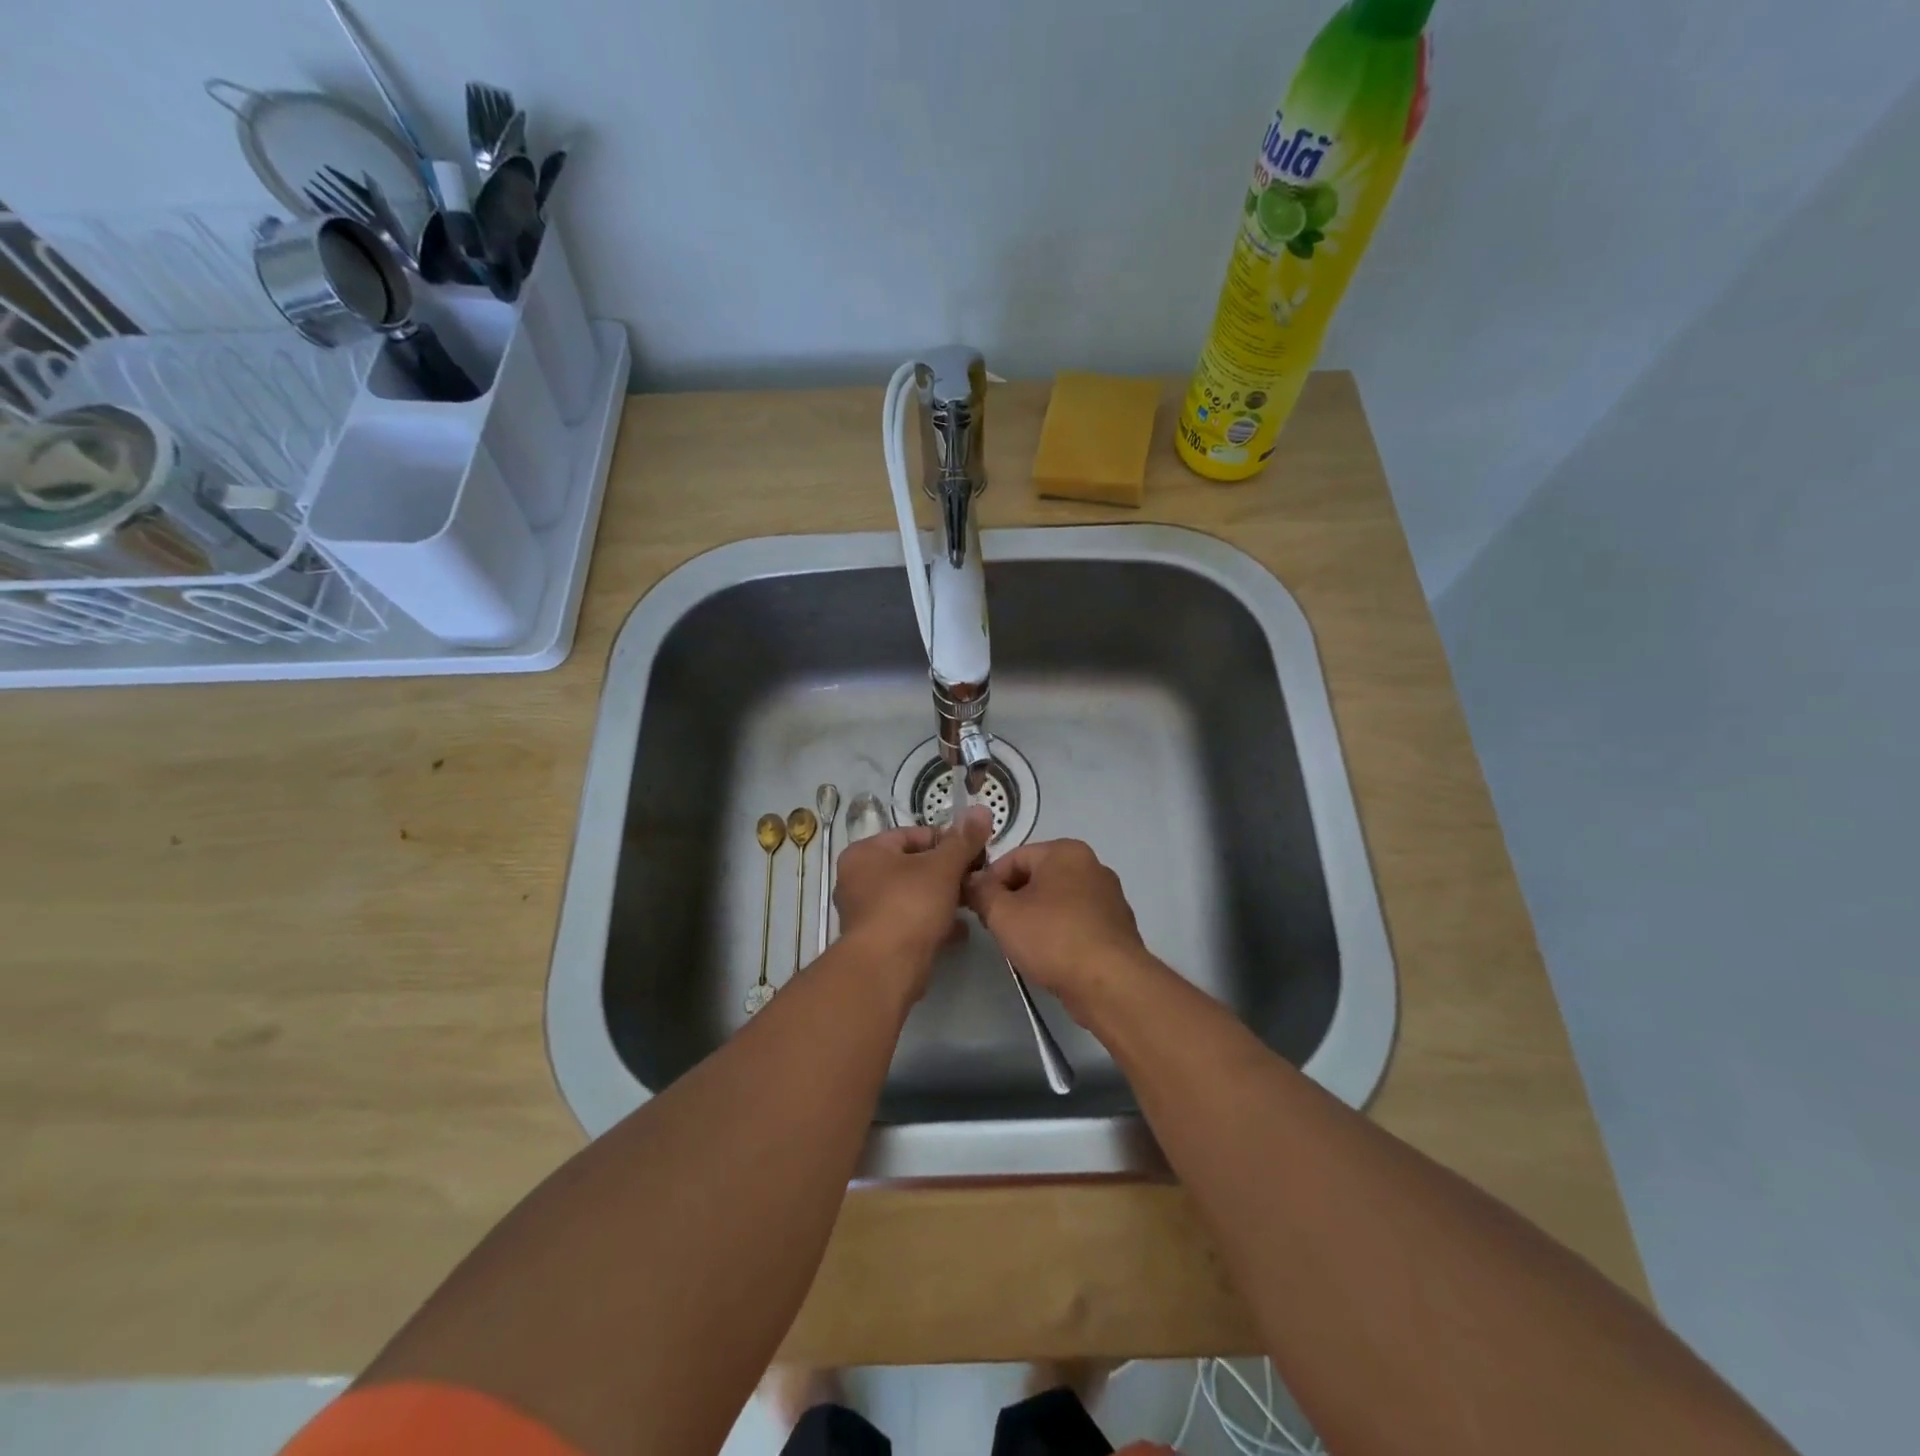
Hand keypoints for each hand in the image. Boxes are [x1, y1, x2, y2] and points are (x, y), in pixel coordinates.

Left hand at [834, 806, 993, 986]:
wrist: (886, 968)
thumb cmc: (910, 905)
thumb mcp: (943, 867)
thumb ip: (963, 840)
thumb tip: (982, 809)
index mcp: (865, 852)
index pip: (911, 835)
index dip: (946, 841)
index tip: (973, 853)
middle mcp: (858, 879)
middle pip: (912, 866)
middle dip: (946, 873)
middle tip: (975, 879)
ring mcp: (865, 912)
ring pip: (912, 895)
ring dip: (942, 898)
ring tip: (971, 903)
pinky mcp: (877, 940)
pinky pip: (910, 922)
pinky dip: (933, 922)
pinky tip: (959, 930)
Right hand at [964, 839, 1155, 1021]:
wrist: (1110, 983)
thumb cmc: (1053, 938)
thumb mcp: (1003, 913)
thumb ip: (981, 892)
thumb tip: (972, 881)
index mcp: (1066, 851)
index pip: (1014, 857)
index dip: (989, 881)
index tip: (978, 908)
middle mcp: (1092, 865)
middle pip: (1037, 877)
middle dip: (1013, 900)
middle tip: (996, 928)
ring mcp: (1109, 897)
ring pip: (1057, 901)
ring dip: (1035, 918)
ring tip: (1022, 946)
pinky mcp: (1117, 927)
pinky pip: (1077, 922)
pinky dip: (1060, 933)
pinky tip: (1050, 956)